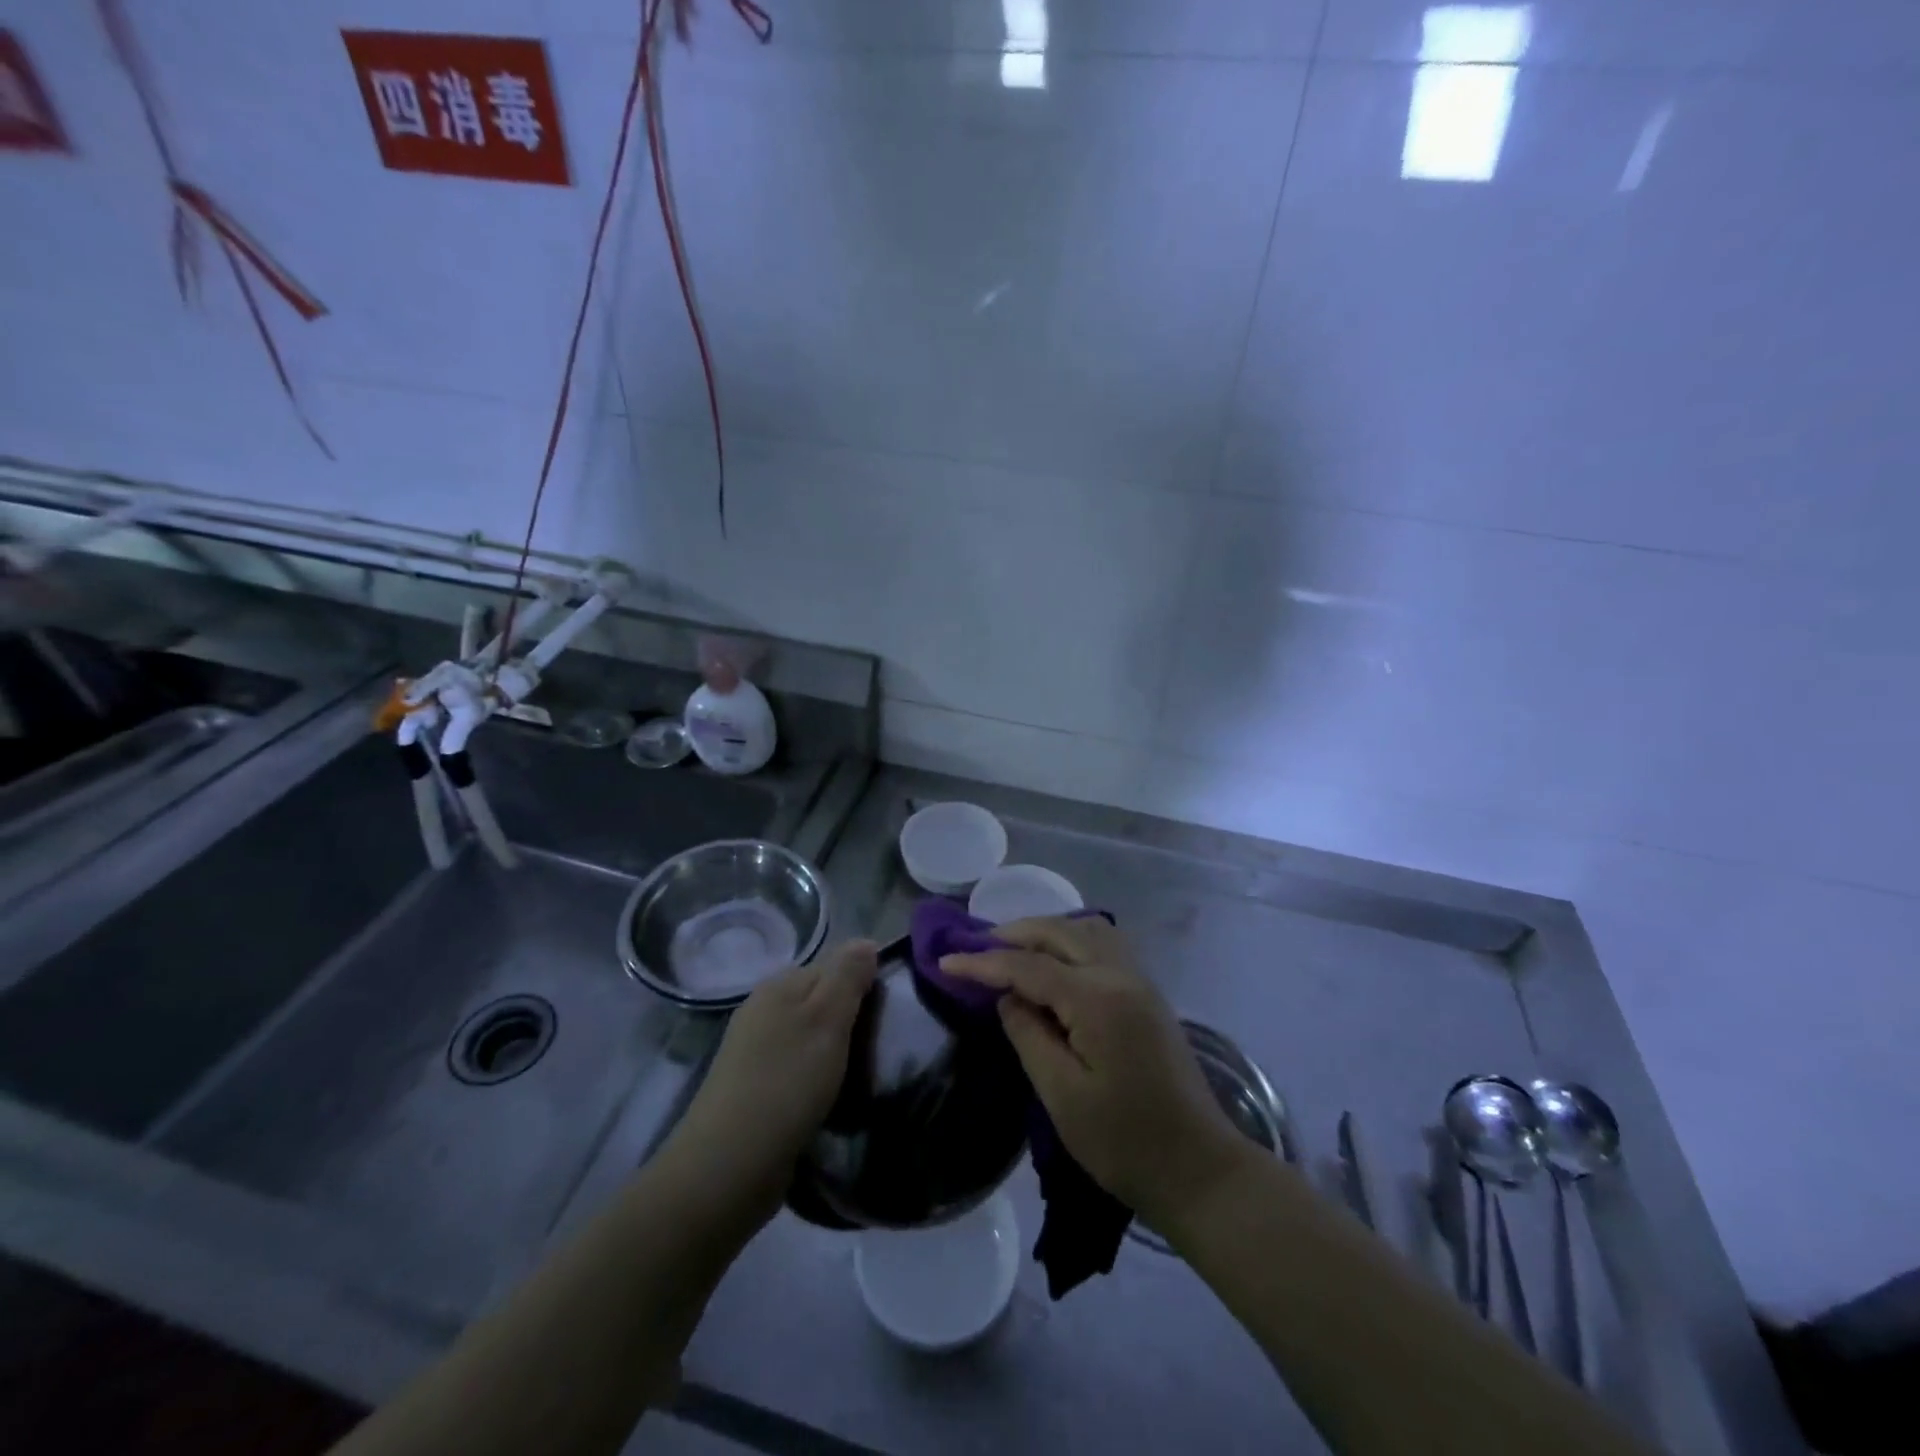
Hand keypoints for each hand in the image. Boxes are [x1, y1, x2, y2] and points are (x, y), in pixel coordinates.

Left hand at [664, 940, 878, 1223]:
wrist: (728, 1165)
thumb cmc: (787, 1082)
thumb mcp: (827, 1019)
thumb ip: (847, 976)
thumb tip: (866, 940)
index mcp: (780, 985)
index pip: (834, 965)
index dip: (864, 984)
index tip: (889, 1014)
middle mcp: (763, 1008)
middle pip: (820, 999)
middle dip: (850, 1017)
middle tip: (881, 1046)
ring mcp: (753, 1050)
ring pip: (809, 1035)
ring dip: (834, 1050)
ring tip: (861, 1074)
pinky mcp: (753, 1088)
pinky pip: (796, 1067)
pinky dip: (816, 1076)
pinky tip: (830, 1097)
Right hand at [941, 917, 1250, 1231]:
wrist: (1199, 1169)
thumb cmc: (1124, 1142)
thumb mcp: (1063, 1096)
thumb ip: (1029, 1035)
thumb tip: (1008, 997)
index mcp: (1098, 999)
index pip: (1029, 966)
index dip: (984, 962)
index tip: (945, 962)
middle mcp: (1122, 975)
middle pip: (1060, 932)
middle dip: (1014, 934)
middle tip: (974, 948)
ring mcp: (1140, 981)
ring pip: (1086, 930)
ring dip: (1046, 931)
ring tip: (1011, 948)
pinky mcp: (1148, 995)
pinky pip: (1105, 945)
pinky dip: (1072, 939)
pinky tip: (1055, 960)